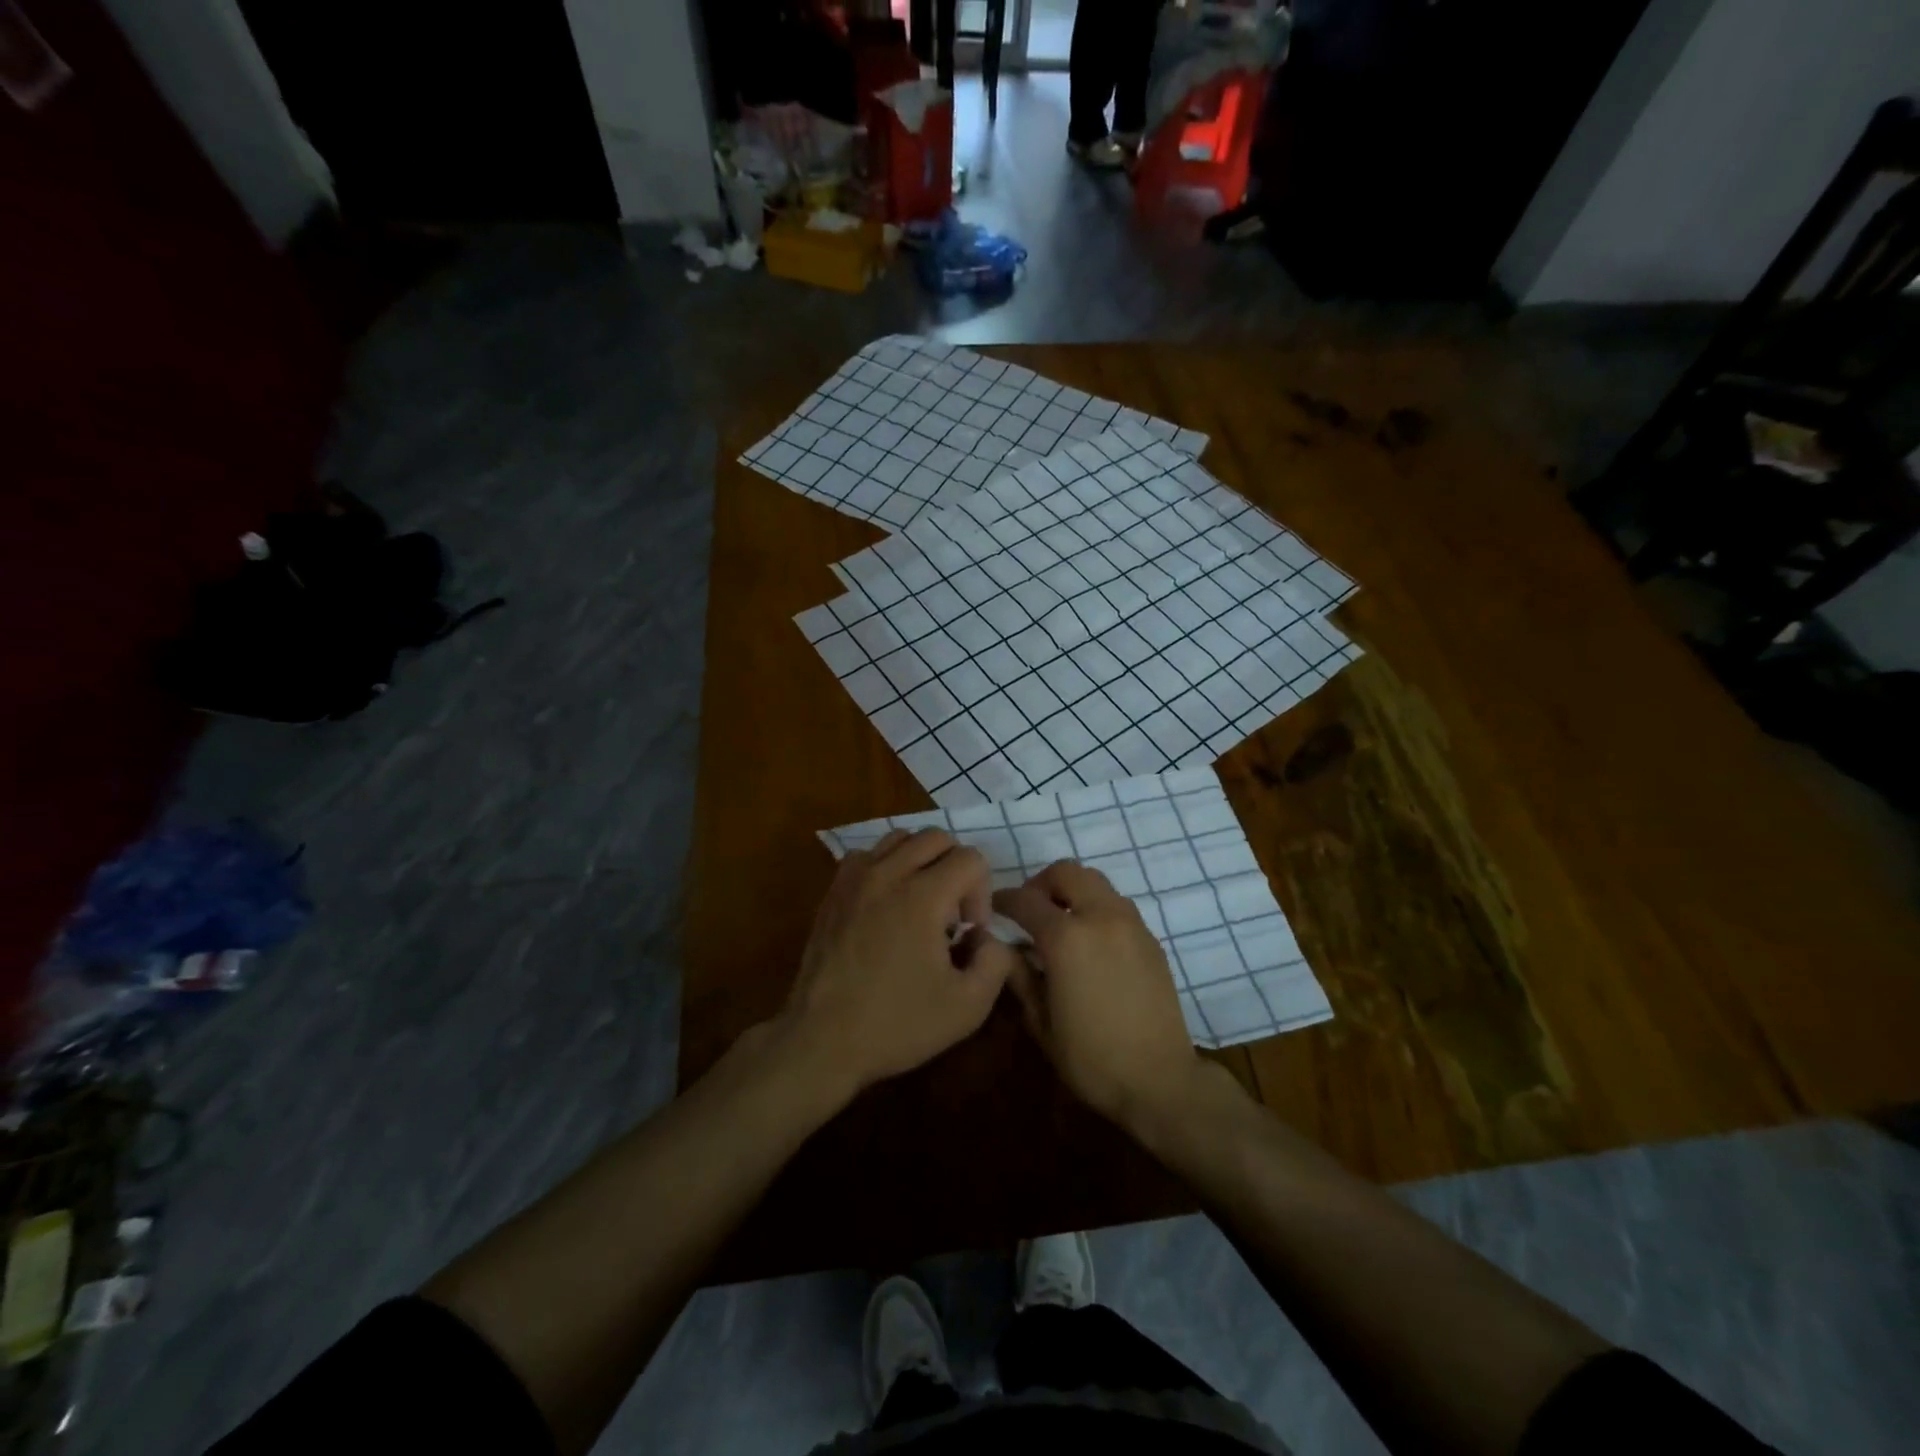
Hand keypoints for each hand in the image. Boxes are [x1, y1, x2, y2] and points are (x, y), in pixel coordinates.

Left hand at [779, 828, 1015, 1094]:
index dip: (982, 894)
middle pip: (937, 837)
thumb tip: (989, 937)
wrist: (822, 1040)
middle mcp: (888, 873)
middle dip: (956, 868)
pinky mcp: (833, 890)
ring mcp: (855, 878)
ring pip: (901, 838)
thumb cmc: (897, 1024)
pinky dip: (886, 866)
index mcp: (923, 896)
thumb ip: (997, 962)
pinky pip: (867, 854)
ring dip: (921, 861)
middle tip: (950, 915)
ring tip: (919, 903)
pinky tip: (887, 904)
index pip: (971, 858)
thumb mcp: (968, 1007)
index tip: (969, 933)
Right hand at [996, 861, 1205, 1129]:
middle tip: (1030, 909)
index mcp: (1066, 938)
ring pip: (1096, 882)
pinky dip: (1096, 908)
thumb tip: (1003, 948)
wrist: (1159, 1080)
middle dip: (1042, 883)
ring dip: (1072, 892)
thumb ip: (1019, 976)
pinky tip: (1091, 942)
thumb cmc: (1091, 1058)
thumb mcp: (1041, 1022)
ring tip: (1061, 923)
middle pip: (1066, 873)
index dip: (1004, 899)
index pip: (1025, 900)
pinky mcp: (1150, 938)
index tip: (993, 908)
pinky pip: (1117, 905)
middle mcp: (1100, 917)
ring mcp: (1130, 924)